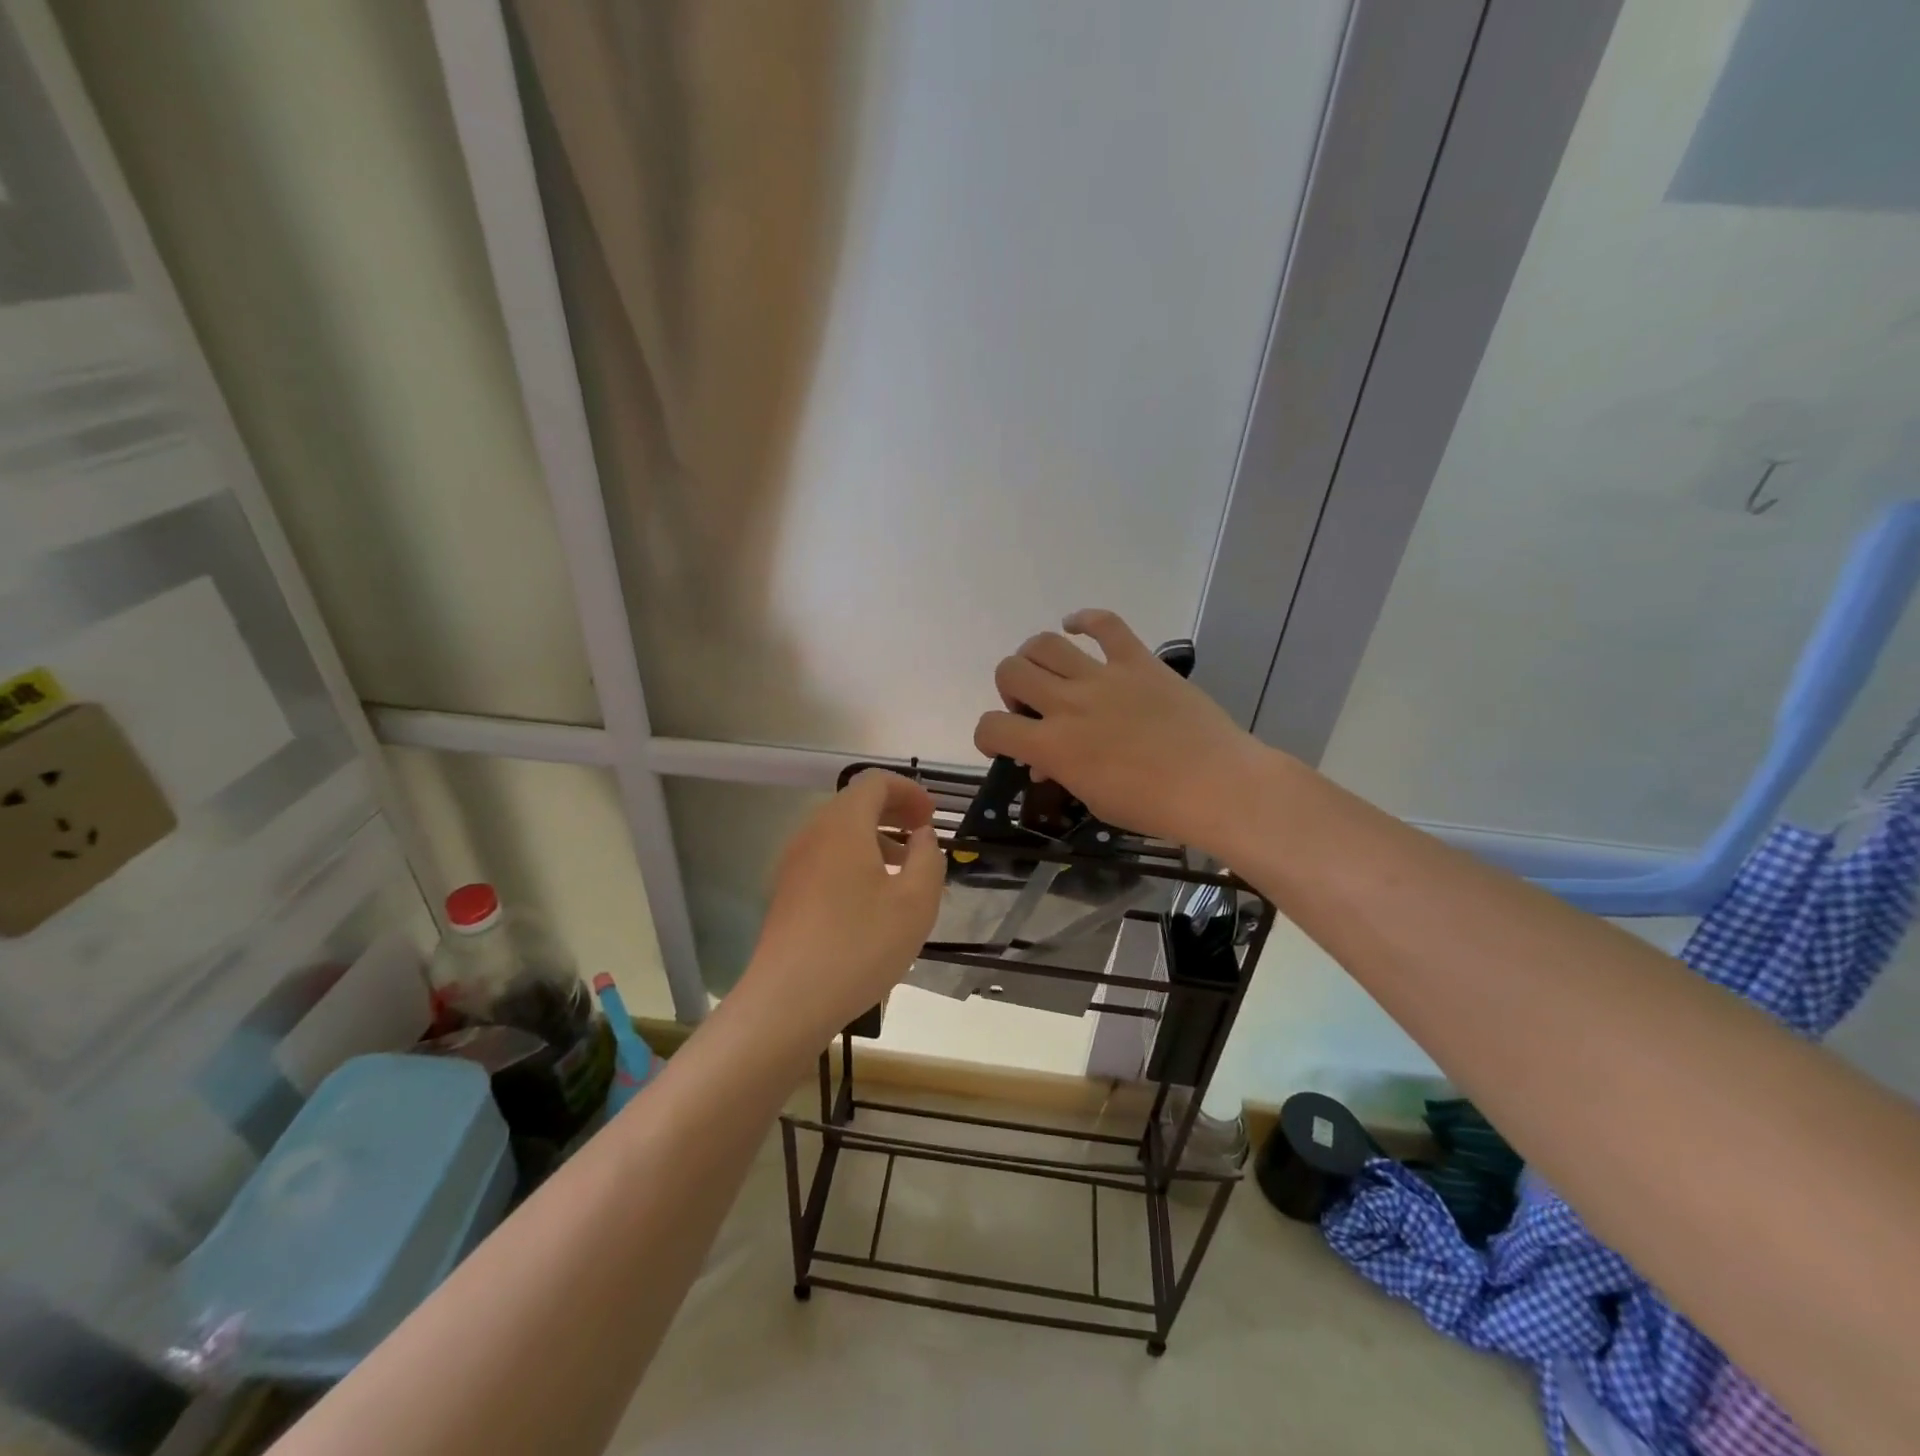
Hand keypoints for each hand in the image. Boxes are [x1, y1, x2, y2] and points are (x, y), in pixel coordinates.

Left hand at [739, 770, 943, 1041]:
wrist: (788, 1001)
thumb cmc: (859, 945)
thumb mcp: (915, 902)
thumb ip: (927, 858)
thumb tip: (921, 836)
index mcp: (843, 825)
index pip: (875, 782)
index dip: (909, 791)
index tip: (932, 817)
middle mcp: (812, 834)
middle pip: (854, 804)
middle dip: (893, 812)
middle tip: (923, 835)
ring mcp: (794, 863)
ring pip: (839, 833)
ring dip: (874, 838)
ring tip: (903, 870)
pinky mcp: (786, 892)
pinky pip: (826, 858)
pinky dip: (854, 860)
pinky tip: (872, 899)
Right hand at [973, 609, 1264, 852]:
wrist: (1216, 784)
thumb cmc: (1153, 806)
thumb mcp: (1093, 800)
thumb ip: (1061, 773)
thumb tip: (1044, 761)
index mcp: (1053, 746)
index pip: (992, 726)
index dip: (988, 735)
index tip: (1002, 743)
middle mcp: (1068, 703)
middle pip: (1010, 671)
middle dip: (1009, 689)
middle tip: (1031, 707)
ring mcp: (1103, 677)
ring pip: (1044, 643)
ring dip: (1035, 657)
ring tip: (1049, 673)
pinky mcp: (1137, 660)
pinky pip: (1105, 623)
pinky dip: (1085, 620)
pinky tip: (1077, 628)